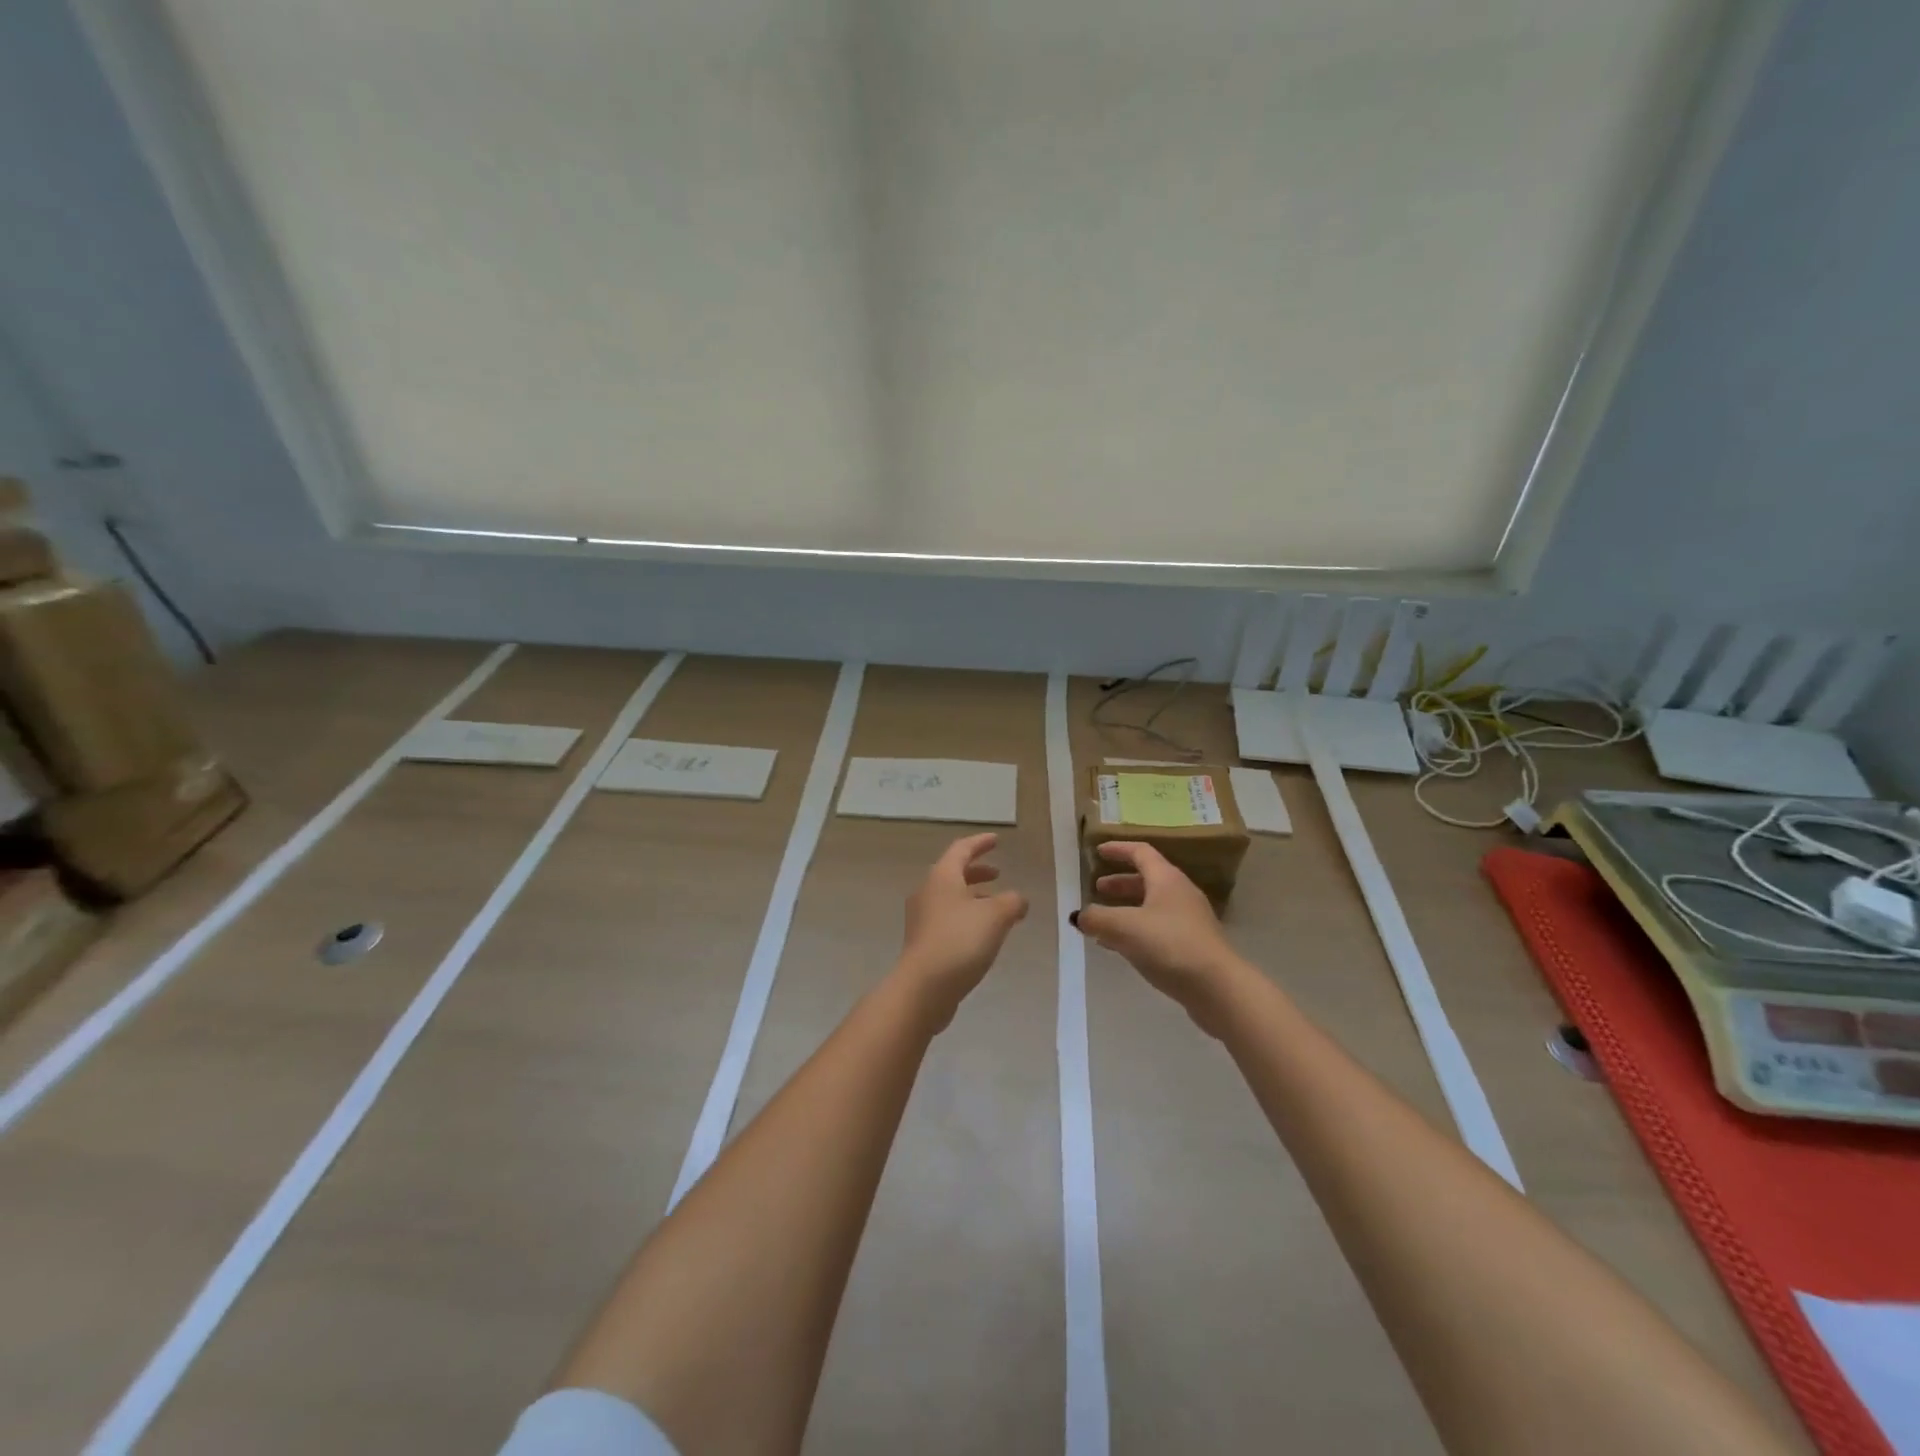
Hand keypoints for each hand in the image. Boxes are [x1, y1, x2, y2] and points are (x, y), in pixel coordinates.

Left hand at [896, 833, 1028, 1029]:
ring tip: (998, 907)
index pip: (961, 849)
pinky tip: (984, 934)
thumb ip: (1012, 901)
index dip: (980, 843)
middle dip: (977, 872)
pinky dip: (968, 917)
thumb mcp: (996, 916)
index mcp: (942, 877)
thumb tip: (1018, 899)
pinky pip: (949, 919)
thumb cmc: (960, 941)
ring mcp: (922, 919)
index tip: (996, 840)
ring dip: (974, 897)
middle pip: (953, 873)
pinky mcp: (923, 942)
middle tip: (998, 873)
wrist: (923, 988)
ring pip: (951, 898)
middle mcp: (928, 892)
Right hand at [1075, 842, 1247, 1034]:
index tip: (1098, 851)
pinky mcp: (1192, 946)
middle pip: (1147, 879)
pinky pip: (1158, 929)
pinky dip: (1136, 930)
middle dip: (1120, 883)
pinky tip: (1120, 948)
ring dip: (1127, 909)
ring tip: (1103, 921)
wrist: (1218, 988)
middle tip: (1097, 889)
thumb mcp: (1124, 928)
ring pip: (1152, 906)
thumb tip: (1079, 916)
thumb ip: (1097, 918)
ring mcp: (1189, 921)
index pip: (1141, 852)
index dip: (1118, 849)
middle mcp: (1181, 894)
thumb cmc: (1170, 945)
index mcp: (1166, 879)